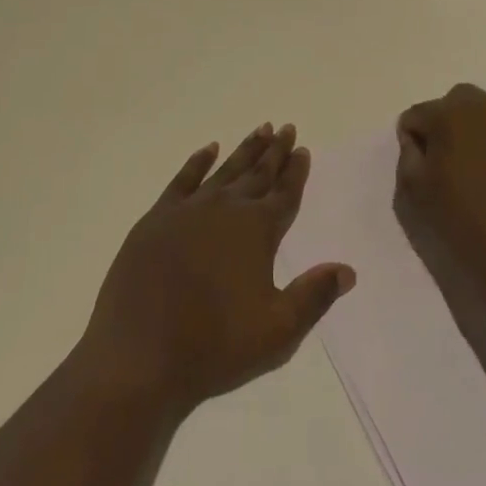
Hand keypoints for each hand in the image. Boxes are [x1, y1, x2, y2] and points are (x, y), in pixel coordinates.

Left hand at [79, 124, 354, 413]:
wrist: (138, 357)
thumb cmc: (214, 347)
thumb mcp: (278, 331)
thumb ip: (314, 295)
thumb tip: (347, 270)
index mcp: (258, 230)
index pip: (285, 193)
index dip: (296, 171)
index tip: (303, 148)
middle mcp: (227, 208)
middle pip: (258, 173)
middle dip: (275, 151)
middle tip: (286, 128)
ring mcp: (189, 209)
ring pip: (226, 170)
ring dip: (245, 150)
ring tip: (260, 129)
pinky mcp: (157, 218)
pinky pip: (184, 179)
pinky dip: (198, 162)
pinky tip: (208, 149)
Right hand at [395, 85, 485, 291]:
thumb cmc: (459, 219)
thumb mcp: (413, 188)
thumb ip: (407, 152)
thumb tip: (416, 138)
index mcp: (449, 112)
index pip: (414, 116)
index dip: (412, 143)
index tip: (420, 171)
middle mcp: (479, 105)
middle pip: (446, 105)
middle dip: (438, 126)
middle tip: (439, 164)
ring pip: (471, 112)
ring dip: (462, 129)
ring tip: (462, 167)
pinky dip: (482, 139)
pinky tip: (483, 170)